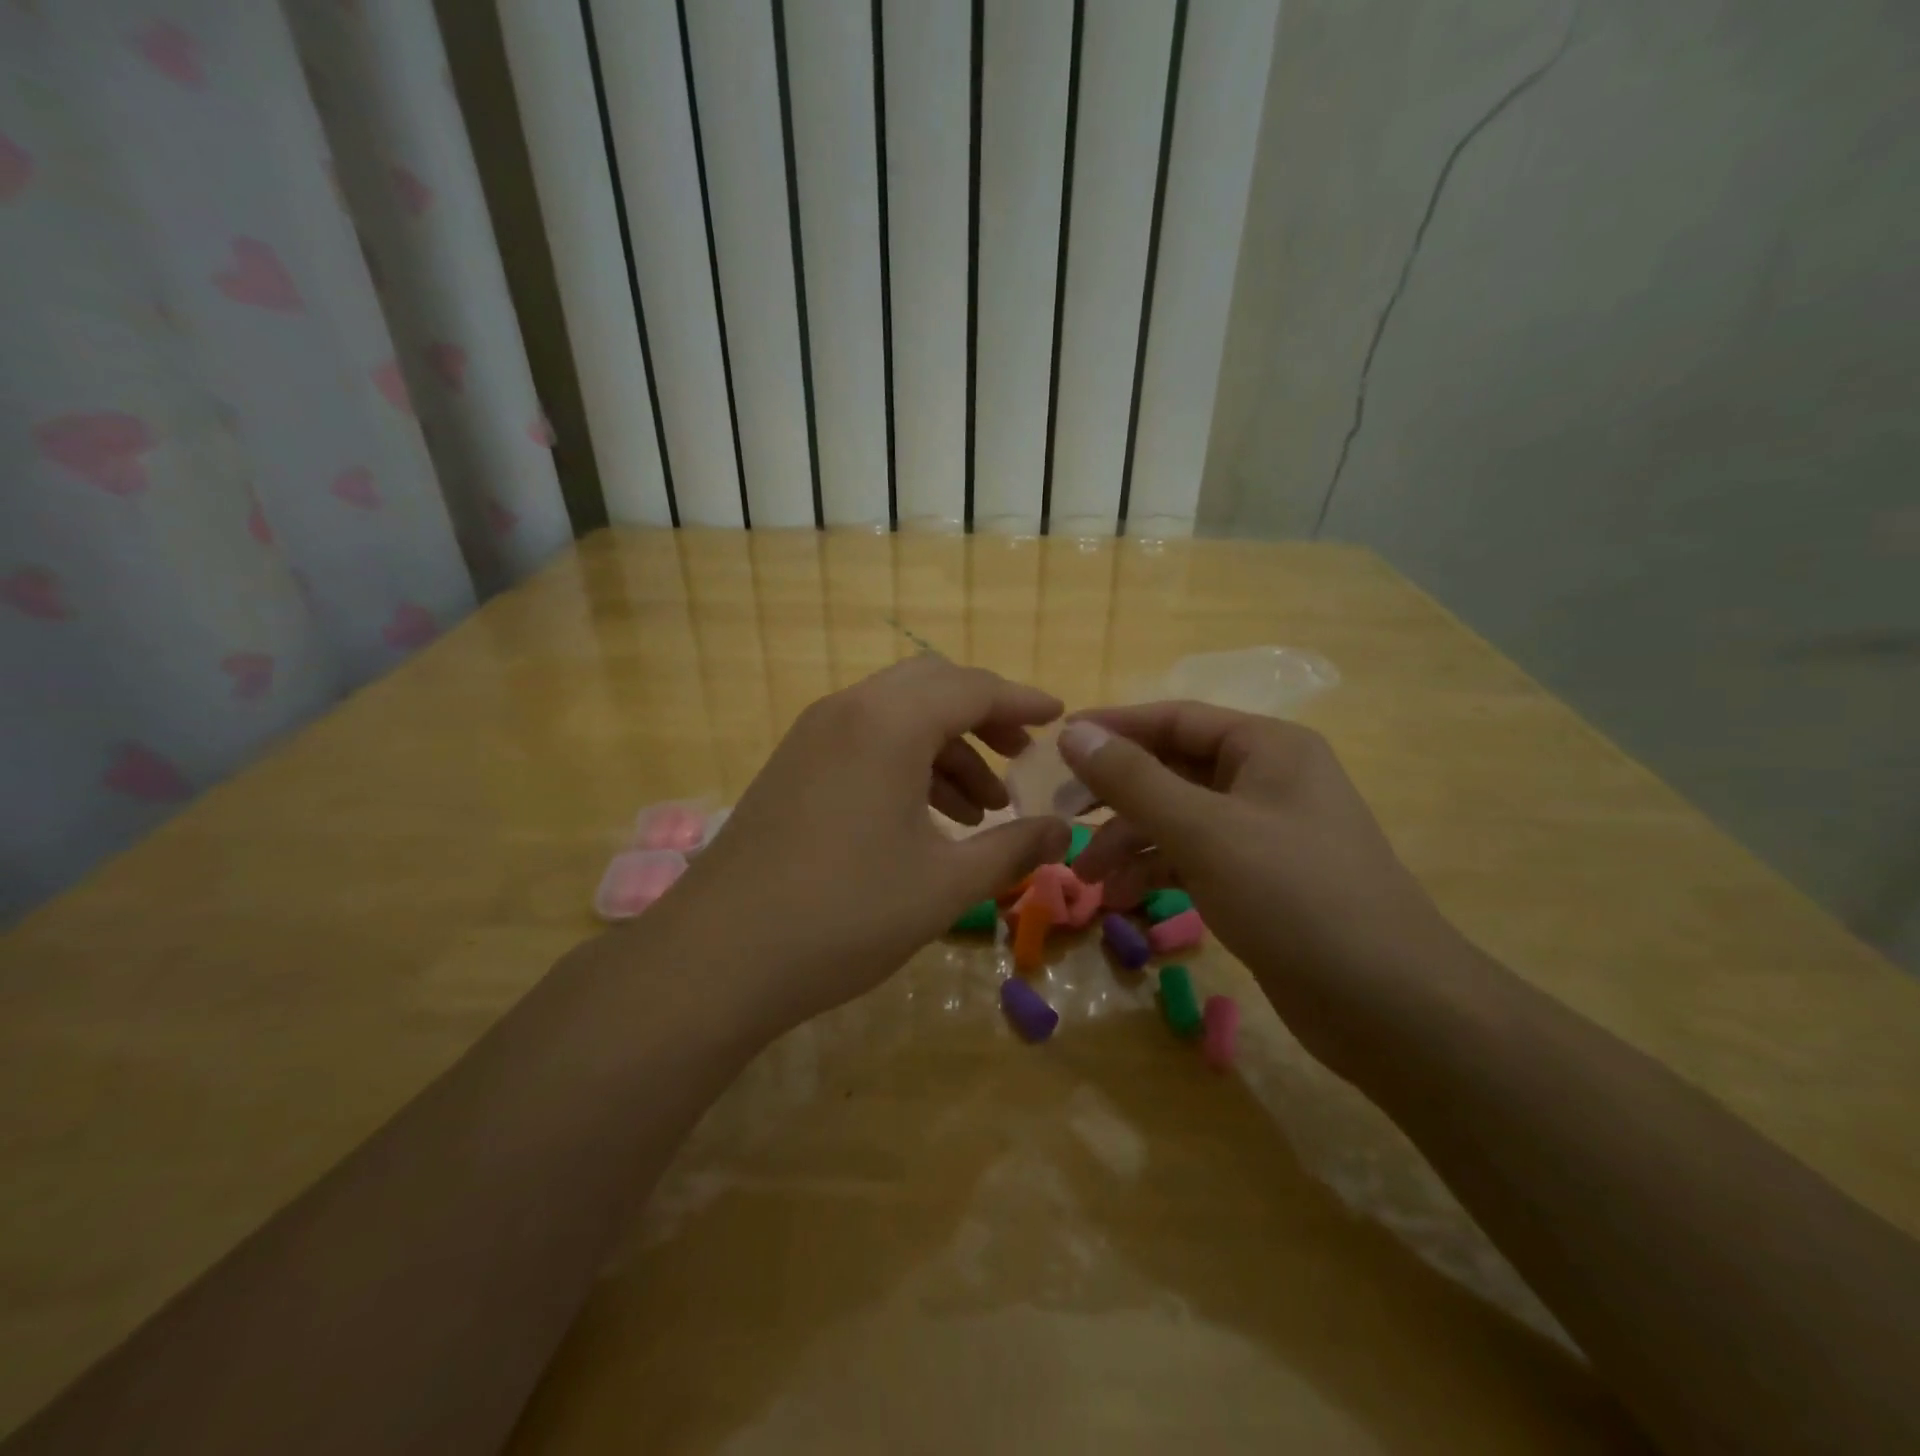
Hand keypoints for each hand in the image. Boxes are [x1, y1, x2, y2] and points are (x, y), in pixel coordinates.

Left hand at [664, 657, 1072, 1032]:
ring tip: (981, 810)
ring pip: (896, 716)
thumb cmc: (846, 913)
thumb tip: (1062, 831)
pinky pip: (864, 741)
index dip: (1022, 701)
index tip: (1059, 717)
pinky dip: (905, 764)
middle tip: (1019, 757)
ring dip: (945, 748)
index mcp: (889, 723)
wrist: (718, 956)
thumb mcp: (945, 884)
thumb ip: (1012, 848)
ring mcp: (811, 737)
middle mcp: (848, 711)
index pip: (973, 688)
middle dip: (983, 717)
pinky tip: (925, 820)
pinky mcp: (791, 767)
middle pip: (932, 688)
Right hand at [1059, 704, 1464, 1071]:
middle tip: (1063, 817)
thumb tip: (1073, 733)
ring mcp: (1264, 833)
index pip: (1174, 719)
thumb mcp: (1203, 831)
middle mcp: (1266, 780)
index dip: (1113, 729)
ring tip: (1088, 879)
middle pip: (1172, 771)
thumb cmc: (1294, 897)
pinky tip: (1122, 901)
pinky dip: (1157, 873)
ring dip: (1131, 843)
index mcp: (1266, 747)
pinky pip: (1195, 859)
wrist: (1389, 1006)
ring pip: (1179, 820)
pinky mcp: (1260, 881)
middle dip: (1116, 797)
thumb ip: (1133, 780)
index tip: (1057, 746)